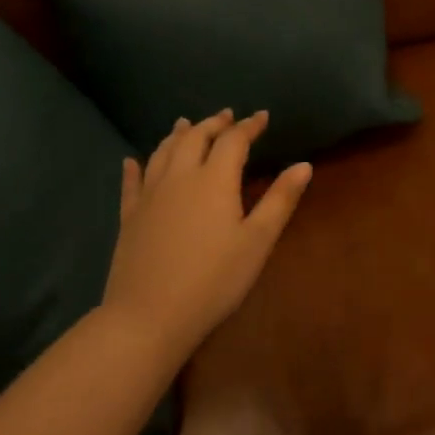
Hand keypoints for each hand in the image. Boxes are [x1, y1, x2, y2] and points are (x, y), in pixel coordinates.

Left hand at [104, 110, 311, 361]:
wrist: (149, 317)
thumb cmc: (213, 280)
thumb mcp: (257, 241)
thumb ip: (280, 200)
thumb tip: (304, 165)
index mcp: (214, 179)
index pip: (233, 140)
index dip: (249, 126)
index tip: (262, 117)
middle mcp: (180, 176)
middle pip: (195, 137)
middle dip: (213, 124)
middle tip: (226, 116)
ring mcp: (150, 195)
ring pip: (163, 152)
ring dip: (178, 134)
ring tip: (185, 124)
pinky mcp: (129, 217)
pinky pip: (131, 183)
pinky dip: (135, 167)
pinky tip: (131, 161)